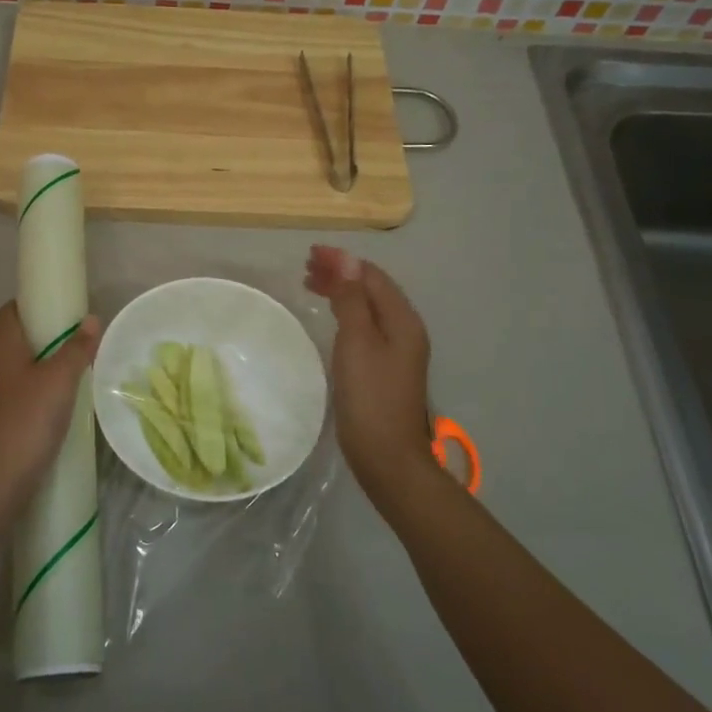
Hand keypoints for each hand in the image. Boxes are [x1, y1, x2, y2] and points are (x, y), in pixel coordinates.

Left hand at [0, 302, 99, 521]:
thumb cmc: (24, 424)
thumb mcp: (59, 382)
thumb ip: (76, 349)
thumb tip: (90, 319)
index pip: (10, 310)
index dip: (35, 304)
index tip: (64, 310)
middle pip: (14, 339)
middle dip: (44, 337)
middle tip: (78, 343)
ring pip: (15, 369)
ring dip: (41, 368)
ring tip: (74, 375)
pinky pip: (14, 395)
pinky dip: (34, 393)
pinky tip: (57, 408)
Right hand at [305, 246, 435, 508]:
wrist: (388, 456)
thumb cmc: (370, 396)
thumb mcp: (357, 342)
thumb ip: (352, 299)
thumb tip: (348, 260)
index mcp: (403, 320)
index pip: (372, 276)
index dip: (343, 261)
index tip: (310, 254)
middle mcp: (405, 329)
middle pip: (371, 289)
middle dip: (341, 274)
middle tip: (306, 268)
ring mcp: (397, 350)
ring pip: (367, 308)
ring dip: (342, 292)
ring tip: (312, 285)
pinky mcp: (385, 367)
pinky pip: (365, 326)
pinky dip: (345, 313)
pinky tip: (331, 317)